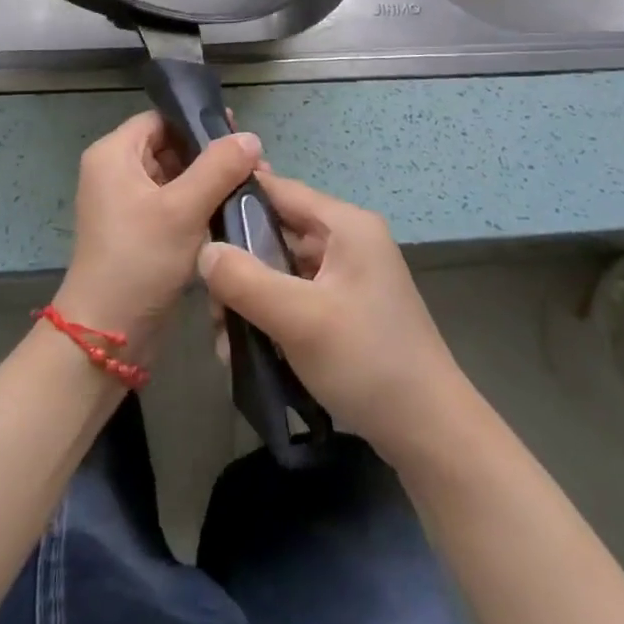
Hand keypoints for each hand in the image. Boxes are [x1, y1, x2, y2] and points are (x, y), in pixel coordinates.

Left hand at [56, 112, 261, 348]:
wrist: (107, 333)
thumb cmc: (139, 260)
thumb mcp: (183, 209)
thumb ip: (218, 167)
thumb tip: (251, 137)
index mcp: (113, 154)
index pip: (161, 119)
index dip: (197, 122)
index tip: (239, 135)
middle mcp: (114, 171)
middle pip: (169, 146)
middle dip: (209, 155)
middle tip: (253, 165)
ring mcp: (124, 203)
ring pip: (173, 177)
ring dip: (207, 182)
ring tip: (249, 187)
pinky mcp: (136, 230)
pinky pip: (171, 203)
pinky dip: (197, 205)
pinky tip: (230, 212)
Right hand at [197, 168, 472, 460]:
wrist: (430, 433)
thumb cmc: (366, 361)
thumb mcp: (298, 318)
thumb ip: (244, 279)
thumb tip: (202, 250)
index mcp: (346, 225)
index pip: (280, 190)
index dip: (235, 198)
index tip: (194, 221)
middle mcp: (349, 240)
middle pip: (278, 232)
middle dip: (239, 262)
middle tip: (208, 300)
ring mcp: (349, 276)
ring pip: (283, 268)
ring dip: (251, 295)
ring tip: (223, 334)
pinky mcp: (347, 308)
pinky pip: (297, 295)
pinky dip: (271, 314)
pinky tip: (247, 347)